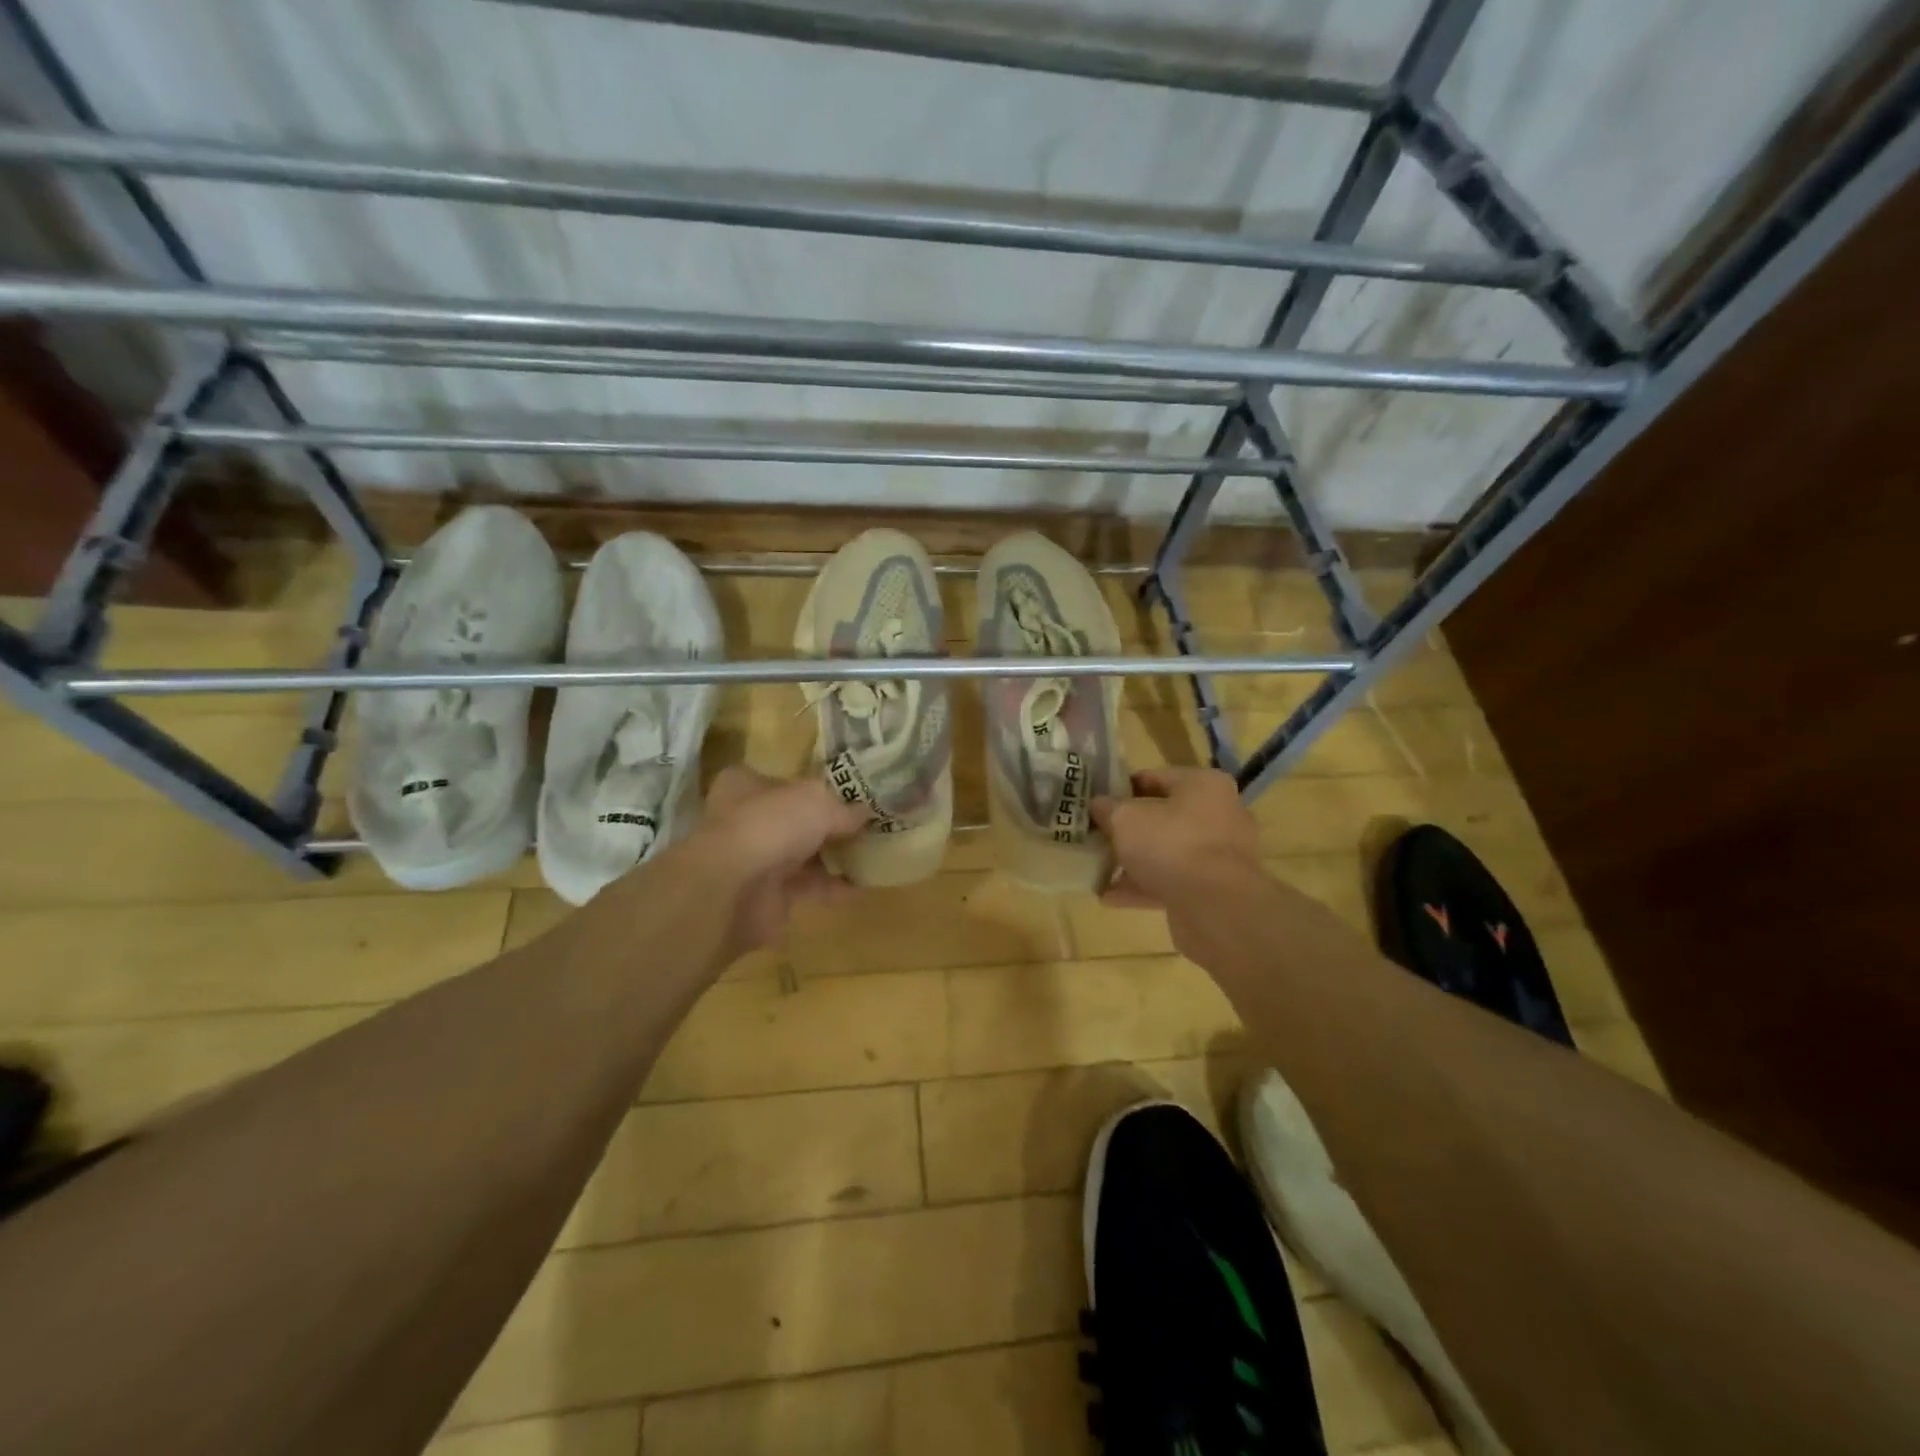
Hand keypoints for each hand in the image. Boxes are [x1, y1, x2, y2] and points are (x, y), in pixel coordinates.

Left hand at [694, 766, 868, 955]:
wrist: (732, 890)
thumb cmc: (770, 825)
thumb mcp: (818, 802)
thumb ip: (844, 808)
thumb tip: (867, 811)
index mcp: (746, 786)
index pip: (782, 781)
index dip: (813, 786)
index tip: (848, 794)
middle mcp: (746, 820)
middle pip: (794, 820)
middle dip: (828, 825)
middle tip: (867, 825)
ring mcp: (754, 861)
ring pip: (801, 855)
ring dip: (834, 857)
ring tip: (873, 854)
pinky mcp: (766, 897)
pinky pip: (807, 888)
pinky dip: (834, 888)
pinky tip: (864, 886)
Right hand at [1091, 767, 1261, 911]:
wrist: (1216, 908)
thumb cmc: (1171, 845)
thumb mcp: (1125, 819)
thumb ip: (1108, 808)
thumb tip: (1098, 804)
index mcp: (1204, 785)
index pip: (1154, 777)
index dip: (1121, 788)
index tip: (1096, 802)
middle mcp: (1220, 814)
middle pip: (1163, 816)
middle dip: (1129, 829)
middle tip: (1098, 836)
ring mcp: (1221, 855)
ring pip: (1167, 851)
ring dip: (1134, 861)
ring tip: (1099, 870)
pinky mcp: (1216, 889)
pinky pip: (1173, 881)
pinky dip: (1144, 887)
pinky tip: (1110, 897)